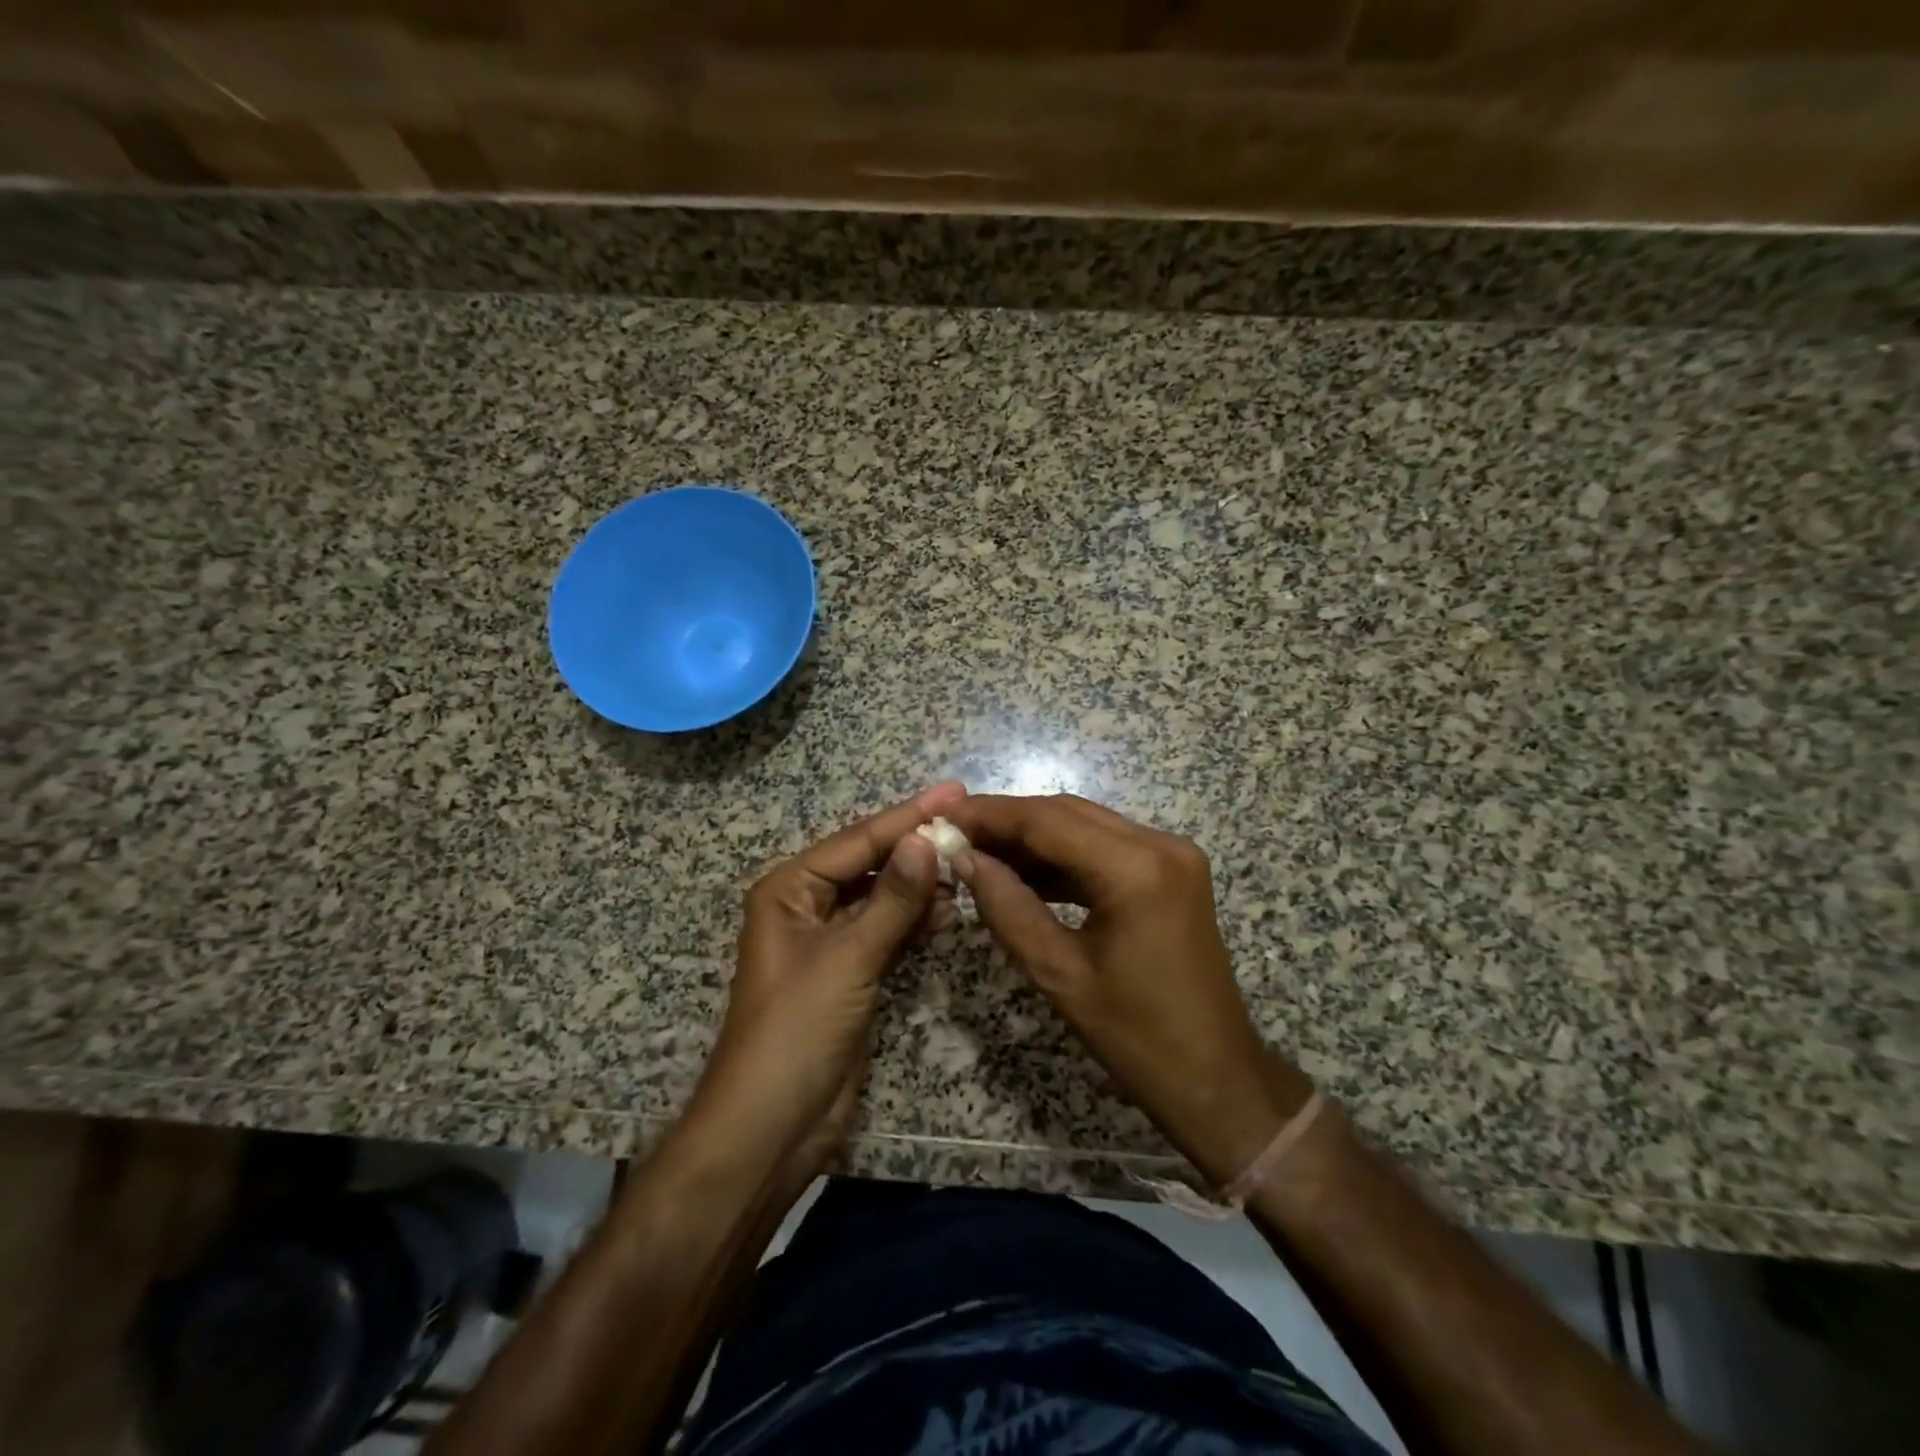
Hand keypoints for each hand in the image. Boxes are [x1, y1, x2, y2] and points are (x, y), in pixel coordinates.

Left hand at [683, 782, 966, 1181]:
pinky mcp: (852, 972)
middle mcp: (808, 905)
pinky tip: (950, 910)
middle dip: (916, 846)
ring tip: (969, 865)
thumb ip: (892, 900)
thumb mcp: (847, 959)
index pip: (859, 841)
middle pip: (871, 863)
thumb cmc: (796, 1031)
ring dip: (921, 883)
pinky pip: (888, 931)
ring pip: (883, 897)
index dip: (908, 817)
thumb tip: (927, 841)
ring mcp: (831, 940)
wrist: (771, 1127)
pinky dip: (916, 920)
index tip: (955, 792)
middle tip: (970, 825)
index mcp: (790, 889)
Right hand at [949, 793, 1311, 1185]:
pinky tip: (1023, 872)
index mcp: (1137, 868)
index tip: (942, 818)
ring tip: (979, 853)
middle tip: (955, 835)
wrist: (1216, 1078)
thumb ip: (1007, 906)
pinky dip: (1063, 857)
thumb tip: (964, 858)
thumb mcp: (1058, 973)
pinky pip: (1106, 848)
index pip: (1047, 820)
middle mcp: (1160, 844)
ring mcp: (1172, 855)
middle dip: (1008, 822)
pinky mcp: (1171, 872)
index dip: (990, 815)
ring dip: (1034, 838)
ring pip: (1085, 826)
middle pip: (1067, 813)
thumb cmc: (1136, 1037)